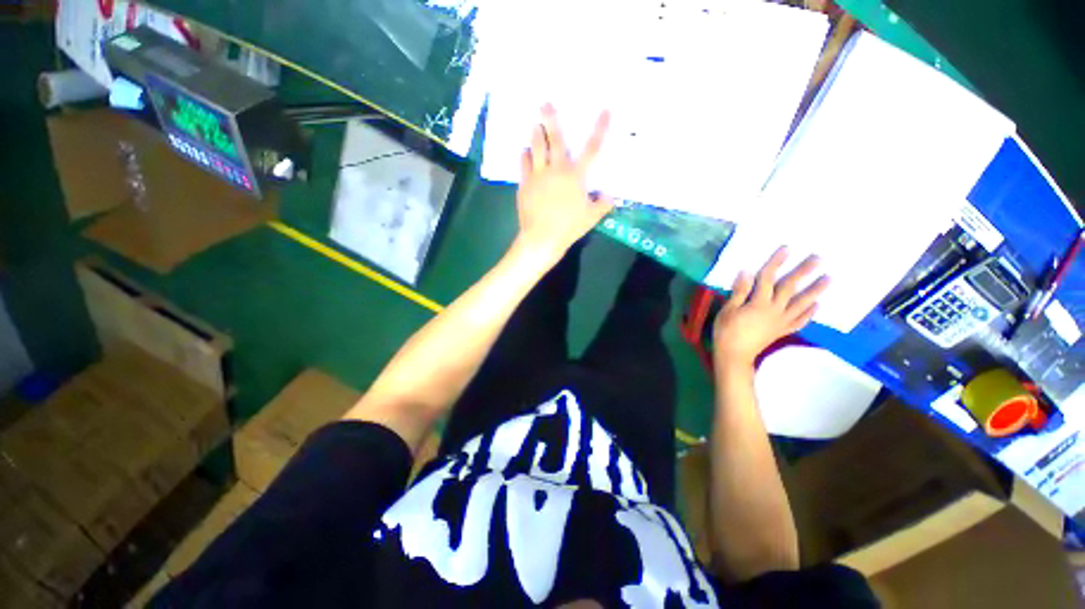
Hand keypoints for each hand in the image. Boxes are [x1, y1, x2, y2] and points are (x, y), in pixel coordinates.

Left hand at [515, 105, 613, 260]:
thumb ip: (602, 205)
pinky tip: (525, 152)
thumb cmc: (569, 227)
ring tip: (534, 125)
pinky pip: (524, 164)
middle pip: (556, 140)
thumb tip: (611, 196)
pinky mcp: (525, 184)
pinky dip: (525, 156)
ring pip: (536, 147)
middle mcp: (557, 169)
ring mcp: (538, 175)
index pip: (592, 149)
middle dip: (551, 119)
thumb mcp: (591, 218)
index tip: (605, 111)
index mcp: (576, 176)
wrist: (542, 237)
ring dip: (536, 134)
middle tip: (546, 104)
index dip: (600, 129)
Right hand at [713, 247, 829, 371]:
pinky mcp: (782, 330)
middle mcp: (774, 310)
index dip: (776, 263)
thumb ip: (739, 292)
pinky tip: (816, 305)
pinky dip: (809, 313)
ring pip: (801, 303)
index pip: (767, 279)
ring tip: (828, 278)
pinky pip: (800, 320)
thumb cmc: (726, 331)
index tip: (786, 249)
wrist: (734, 355)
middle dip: (804, 272)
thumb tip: (747, 272)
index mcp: (758, 303)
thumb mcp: (728, 310)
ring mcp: (781, 321)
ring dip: (815, 290)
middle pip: (790, 288)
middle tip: (819, 258)